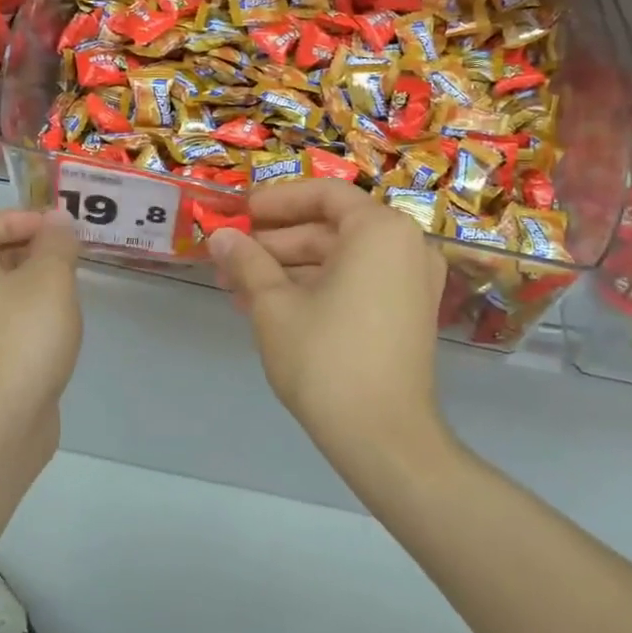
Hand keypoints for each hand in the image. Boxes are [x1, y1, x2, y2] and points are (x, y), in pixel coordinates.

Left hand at [0, 209, 82, 435]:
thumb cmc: (21, 337)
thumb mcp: (51, 278)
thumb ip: (56, 243)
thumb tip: (56, 221)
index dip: (18, 219)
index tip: (56, 230)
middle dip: (28, 251)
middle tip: (67, 258)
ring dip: (29, 286)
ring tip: (67, 291)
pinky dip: (24, 318)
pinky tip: (54, 331)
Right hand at [209, 181, 449, 462]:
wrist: (383, 438)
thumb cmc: (326, 359)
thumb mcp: (274, 305)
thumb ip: (247, 261)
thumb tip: (219, 237)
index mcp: (380, 230)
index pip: (323, 194)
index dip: (276, 201)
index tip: (238, 214)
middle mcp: (406, 246)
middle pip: (330, 228)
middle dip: (275, 242)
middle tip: (229, 257)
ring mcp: (412, 282)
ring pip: (340, 259)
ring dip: (288, 268)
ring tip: (237, 286)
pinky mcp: (407, 313)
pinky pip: (356, 283)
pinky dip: (316, 288)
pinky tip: (269, 306)